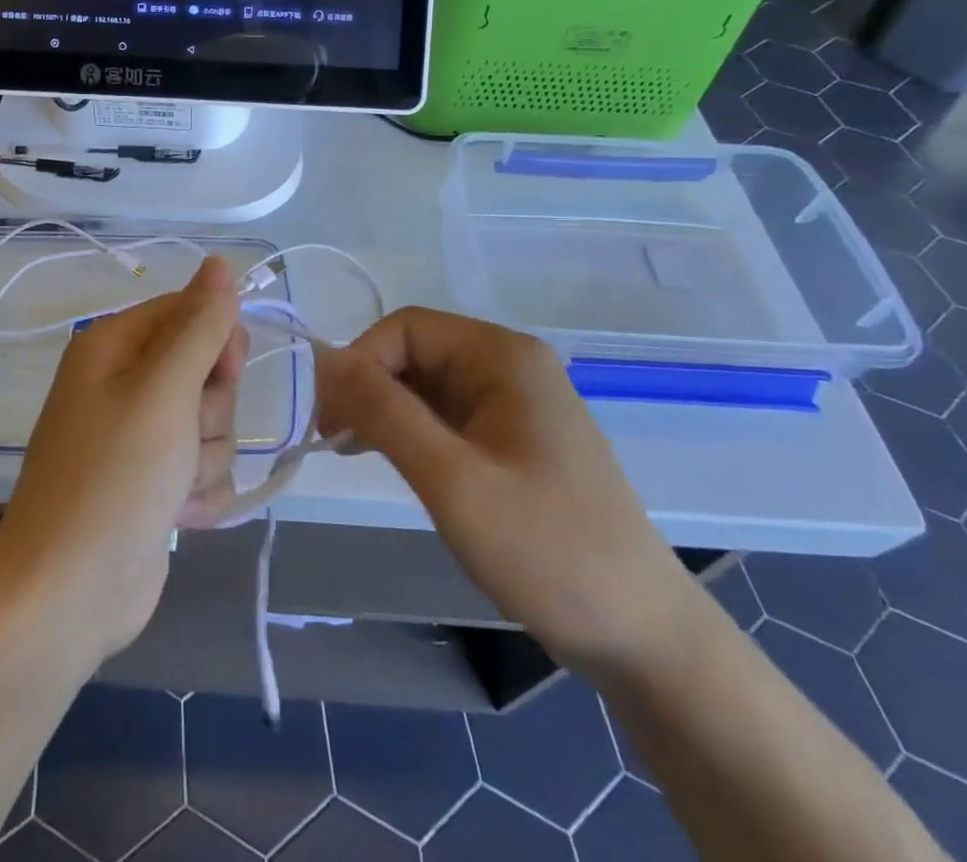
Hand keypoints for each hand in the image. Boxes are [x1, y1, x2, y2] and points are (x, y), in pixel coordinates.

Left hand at [0, 257, 246, 669]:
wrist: (67, 596)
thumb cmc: (114, 479)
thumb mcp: (163, 390)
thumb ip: (199, 325)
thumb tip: (221, 262)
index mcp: (115, 346)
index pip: (190, 311)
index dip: (217, 342)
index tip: (222, 375)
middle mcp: (125, 383)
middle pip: (207, 370)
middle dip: (210, 408)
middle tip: (181, 436)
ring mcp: (139, 436)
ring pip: (213, 423)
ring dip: (204, 457)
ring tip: (171, 486)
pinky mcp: (154, 482)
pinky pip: (204, 467)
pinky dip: (199, 492)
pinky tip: (176, 515)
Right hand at [314, 308, 698, 680]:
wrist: (643, 638)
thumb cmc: (546, 549)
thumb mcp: (452, 479)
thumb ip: (383, 410)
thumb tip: (323, 358)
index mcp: (502, 355)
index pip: (406, 328)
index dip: (360, 362)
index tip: (330, 417)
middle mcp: (510, 366)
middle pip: (416, 352)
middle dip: (369, 387)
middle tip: (333, 439)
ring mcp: (515, 404)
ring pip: (428, 385)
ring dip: (385, 410)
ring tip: (349, 450)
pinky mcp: (514, 440)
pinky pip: (448, 416)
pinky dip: (411, 432)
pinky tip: (387, 459)